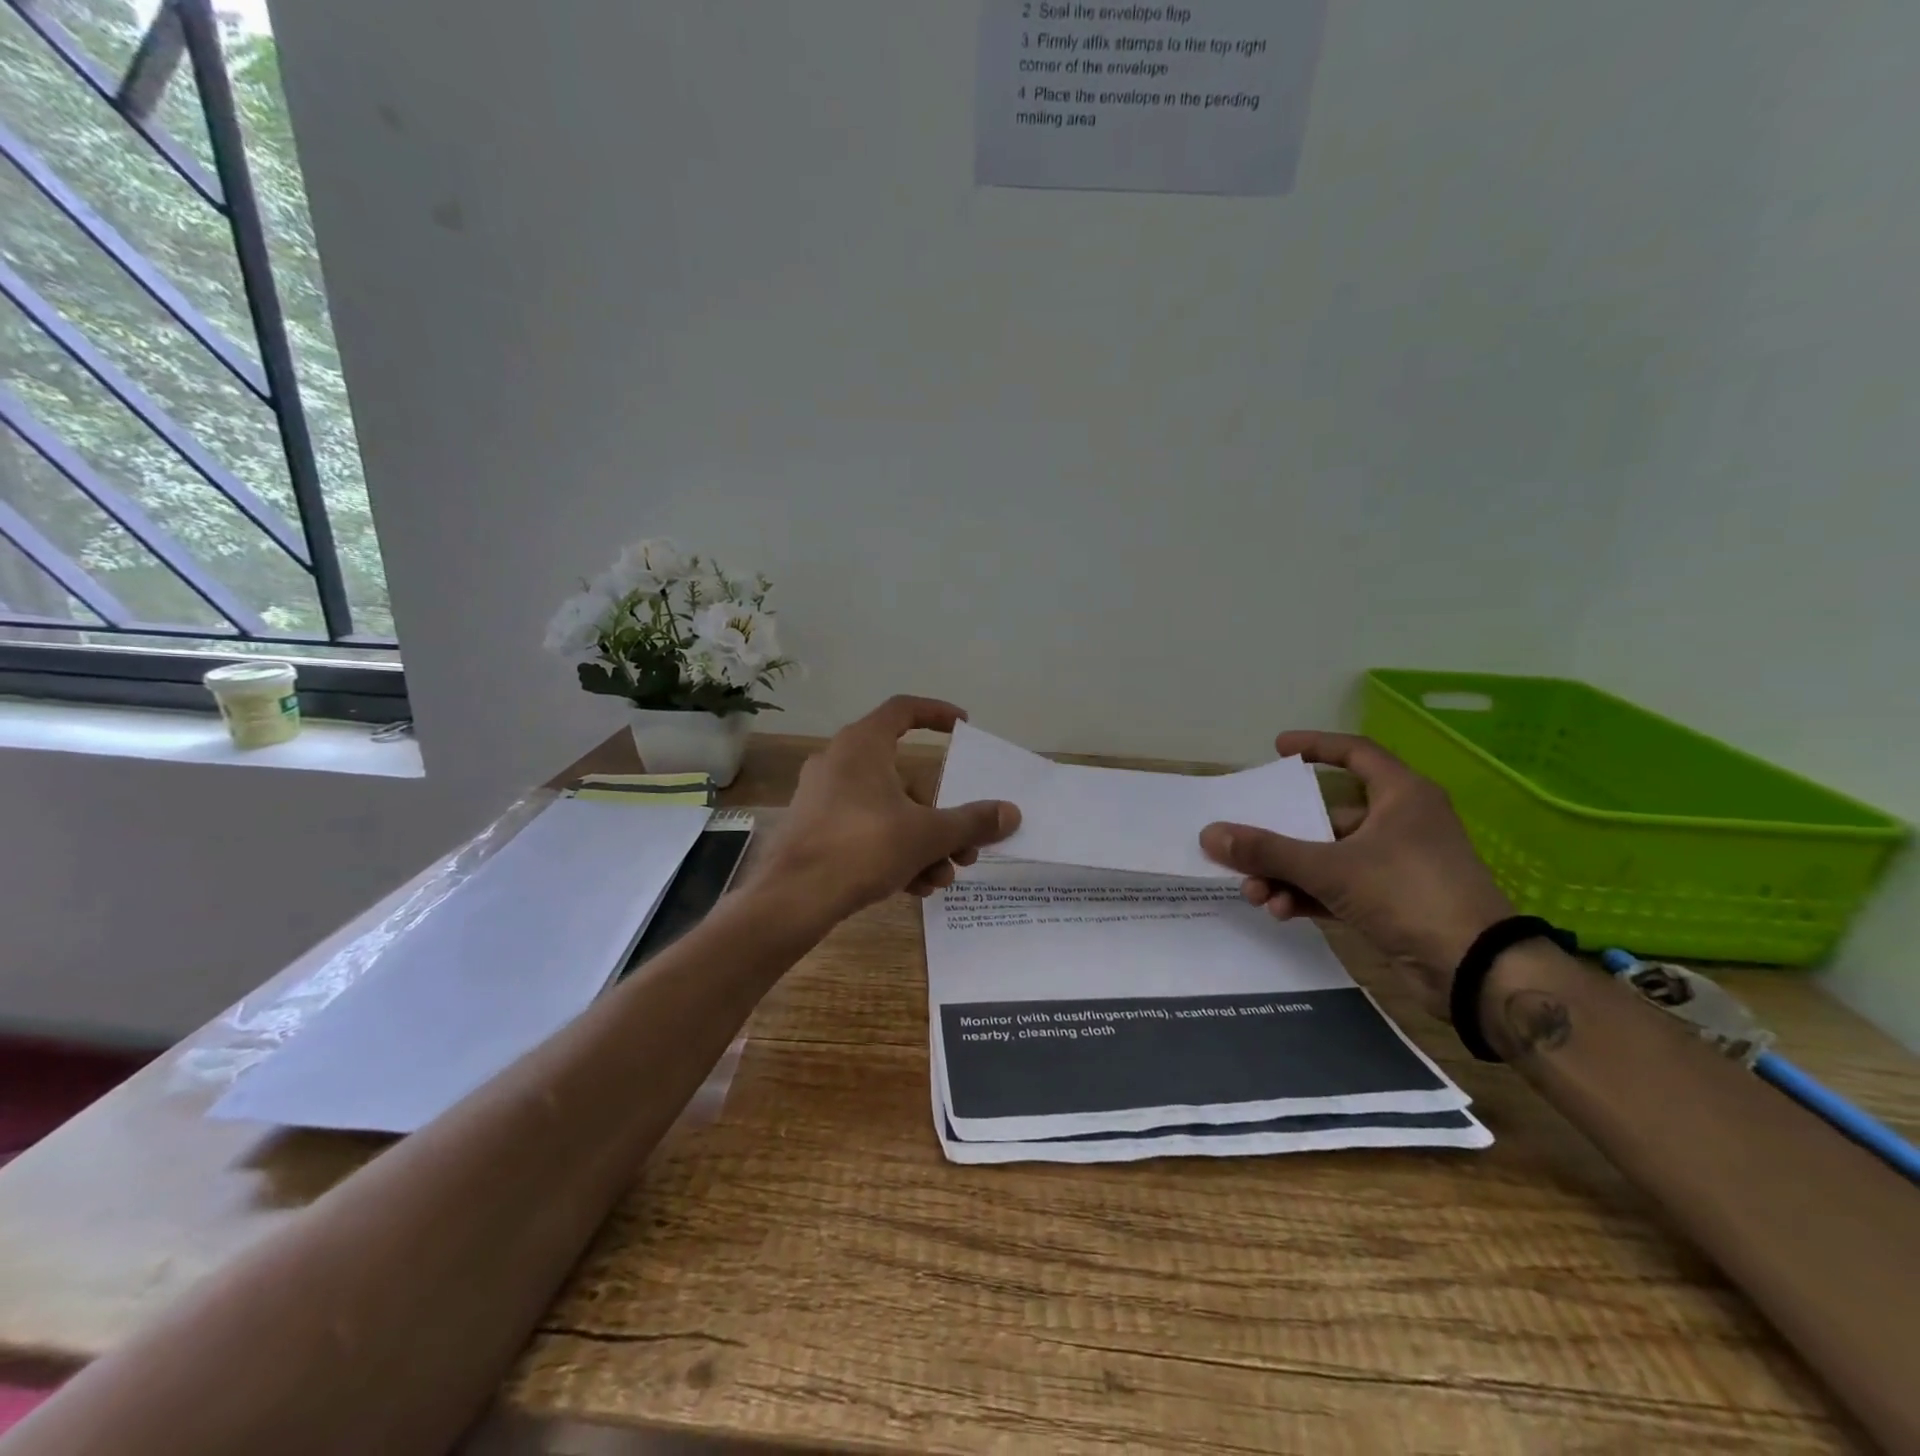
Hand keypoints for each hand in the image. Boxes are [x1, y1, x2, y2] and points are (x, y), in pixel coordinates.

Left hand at [754, 696, 1020, 927]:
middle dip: (941, 816)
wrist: (792, 898)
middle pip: (905, 777)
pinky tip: (915, 888)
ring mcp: (823, 798)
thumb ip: (972, 822)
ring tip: (943, 877)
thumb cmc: (863, 847)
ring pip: (887, 811)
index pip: (904, 710)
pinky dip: (893, 852)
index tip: (964, 726)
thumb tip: (1012, 812)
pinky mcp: (815, 830)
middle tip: (965, 846)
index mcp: (862, 745)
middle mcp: (839, 762)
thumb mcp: (927, 835)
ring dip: (922, 843)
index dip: (937, 713)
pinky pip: (865, 831)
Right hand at [1199, 732, 1513, 1017]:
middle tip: (1244, 844)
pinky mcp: (1393, 902)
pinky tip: (1281, 910)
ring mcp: (1397, 865)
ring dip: (1288, 873)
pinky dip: (1309, 895)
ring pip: (1328, 857)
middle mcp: (1401, 823)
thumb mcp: (1330, 868)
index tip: (1277, 749)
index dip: (1316, 747)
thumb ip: (1268, 852)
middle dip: (1281, 836)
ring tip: (1255, 892)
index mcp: (1400, 796)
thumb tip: (1210, 834)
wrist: (1477, 972)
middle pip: (1326, 816)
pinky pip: (1338, 887)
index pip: (1355, 753)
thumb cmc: (1409, 894)